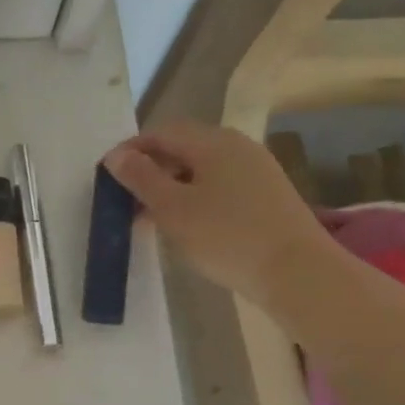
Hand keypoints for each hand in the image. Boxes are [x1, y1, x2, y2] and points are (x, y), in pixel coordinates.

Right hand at [103, 122, 331, 305]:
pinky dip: (193, 198)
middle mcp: (237, 147)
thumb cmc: (226, 236)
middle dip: (149, 170)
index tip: (107, 177)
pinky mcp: (266, 196)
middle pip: (182, 148)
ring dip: (170, 187)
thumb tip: (116, 156)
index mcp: (213, 142)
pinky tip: (184, 225)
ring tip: (149, 217)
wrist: (297, 272)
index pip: (162, 132)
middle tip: (124, 200)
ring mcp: (256, 170)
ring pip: (200, 169)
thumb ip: (141, 178)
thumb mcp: (173, 208)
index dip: (131, 150)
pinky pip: (218, 186)